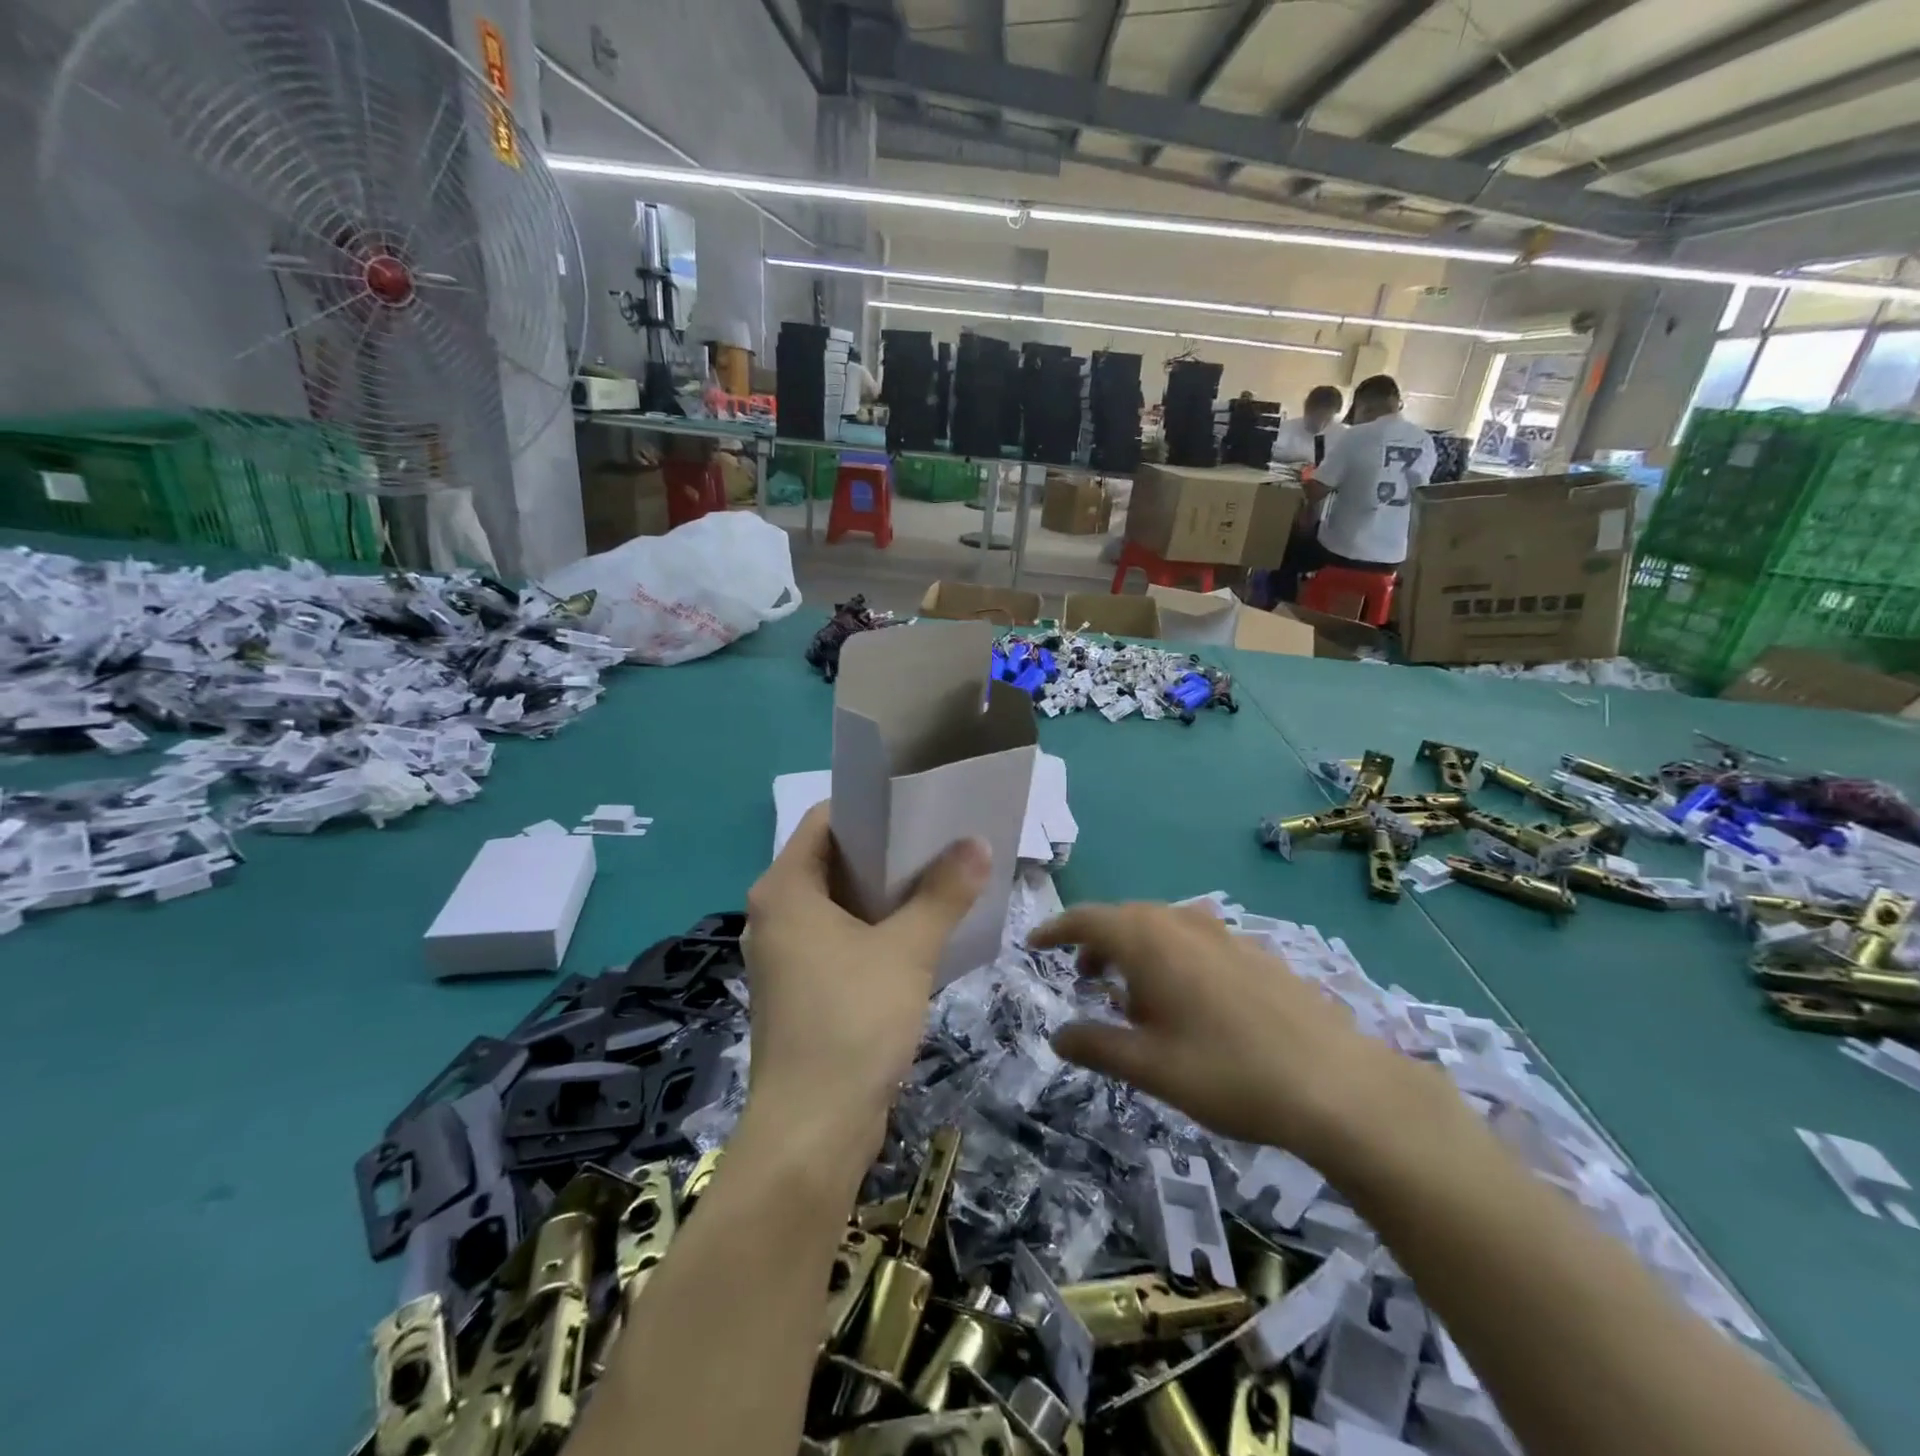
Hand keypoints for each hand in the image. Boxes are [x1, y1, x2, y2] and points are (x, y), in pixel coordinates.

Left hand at [743, 804, 990, 1162]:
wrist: (812, 1130)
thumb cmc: (852, 1021)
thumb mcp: (907, 950)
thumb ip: (943, 893)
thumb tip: (978, 842)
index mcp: (784, 889)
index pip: (825, 820)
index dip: (871, 809)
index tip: (918, 808)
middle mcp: (775, 914)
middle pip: (833, 860)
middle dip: (886, 852)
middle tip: (940, 842)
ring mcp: (785, 955)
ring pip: (839, 904)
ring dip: (885, 894)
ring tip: (939, 881)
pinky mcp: (800, 989)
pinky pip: (839, 939)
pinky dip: (874, 930)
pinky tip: (918, 934)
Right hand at [1031, 902, 1422, 1171]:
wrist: (1338, 1085)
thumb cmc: (1229, 1074)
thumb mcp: (1150, 1068)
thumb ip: (1096, 1046)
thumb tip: (1058, 1035)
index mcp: (1149, 941)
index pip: (1087, 919)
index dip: (1056, 929)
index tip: (1033, 945)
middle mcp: (1183, 923)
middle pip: (1124, 918)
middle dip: (1096, 943)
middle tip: (1082, 978)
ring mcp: (1224, 933)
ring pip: (1161, 928)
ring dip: (1134, 951)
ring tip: (1131, 996)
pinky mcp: (1255, 951)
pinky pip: (1195, 940)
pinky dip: (1171, 958)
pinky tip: (1187, 1001)